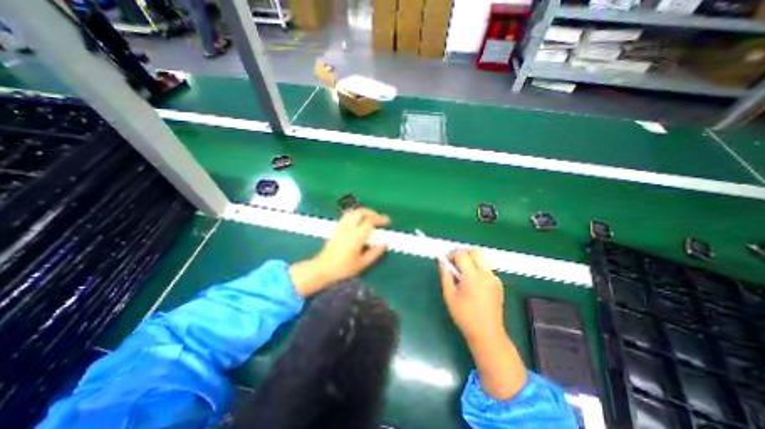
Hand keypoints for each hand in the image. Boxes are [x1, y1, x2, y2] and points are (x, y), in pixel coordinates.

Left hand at [292, 209, 390, 296]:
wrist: (323, 268)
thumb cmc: (343, 268)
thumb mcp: (362, 263)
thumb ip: (375, 253)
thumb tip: (385, 243)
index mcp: (356, 236)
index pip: (370, 221)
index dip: (380, 219)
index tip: (387, 221)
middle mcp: (349, 228)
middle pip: (361, 212)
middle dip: (372, 213)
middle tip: (379, 218)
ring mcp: (341, 227)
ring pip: (353, 212)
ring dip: (364, 212)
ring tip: (370, 218)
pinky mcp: (337, 228)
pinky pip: (347, 216)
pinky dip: (356, 214)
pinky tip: (358, 220)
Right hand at [436, 249, 506, 342]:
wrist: (487, 334)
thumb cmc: (464, 316)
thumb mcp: (449, 295)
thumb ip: (445, 275)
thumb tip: (442, 262)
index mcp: (473, 277)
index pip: (461, 255)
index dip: (451, 255)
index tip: (445, 261)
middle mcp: (486, 274)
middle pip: (475, 251)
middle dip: (463, 253)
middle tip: (454, 263)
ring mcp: (494, 278)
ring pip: (481, 259)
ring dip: (470, 261)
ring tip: (462, 275)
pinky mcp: (498, 284)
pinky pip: (486, 269)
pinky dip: (477, 269)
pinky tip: (472, 283)